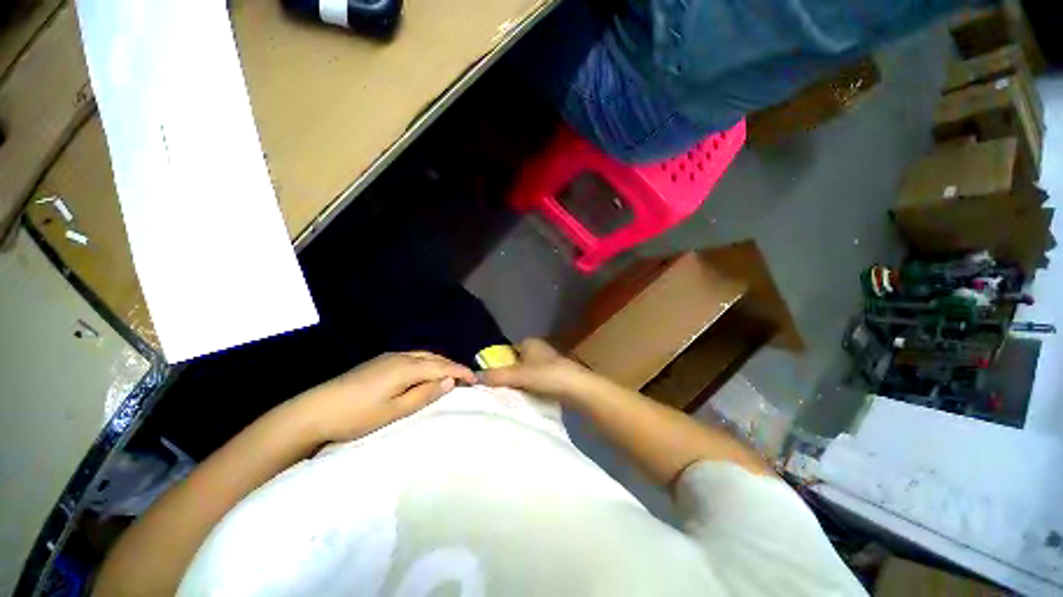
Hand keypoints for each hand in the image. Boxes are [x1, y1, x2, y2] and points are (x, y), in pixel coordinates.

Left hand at [298, 352, 475, 442]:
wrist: (315, 409)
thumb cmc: (358, 415)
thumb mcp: (395, 411)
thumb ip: (425, 394)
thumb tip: (450, 381)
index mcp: (407, 367)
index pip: (443, 366)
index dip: (461, 372)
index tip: (476, 380)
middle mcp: (402, 356)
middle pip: (435, 357)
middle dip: (453, 366)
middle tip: (466, 379)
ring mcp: (389, 356)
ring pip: (425, 355)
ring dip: (440, 363)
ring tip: (450, 376)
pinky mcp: (380, 361)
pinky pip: (414, 357)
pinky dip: (427, 363)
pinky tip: (426, 372)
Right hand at [480, 339, 600, 404]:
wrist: (578, 388)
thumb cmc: (547, 375)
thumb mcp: (518, 375)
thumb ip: (496, 376)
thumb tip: (473, 377)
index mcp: (530, 342)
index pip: (507, 351)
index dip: (498, 363)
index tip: (490, 379)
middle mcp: (539, 349)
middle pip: (516, 362)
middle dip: (508, 375)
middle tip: (497, 390)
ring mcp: (548, 362)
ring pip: (526, 373)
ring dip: (519, 383)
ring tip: (509, 397)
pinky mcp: (555, 375)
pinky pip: (536, 381)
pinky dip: (530, 388)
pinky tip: (526, 399)